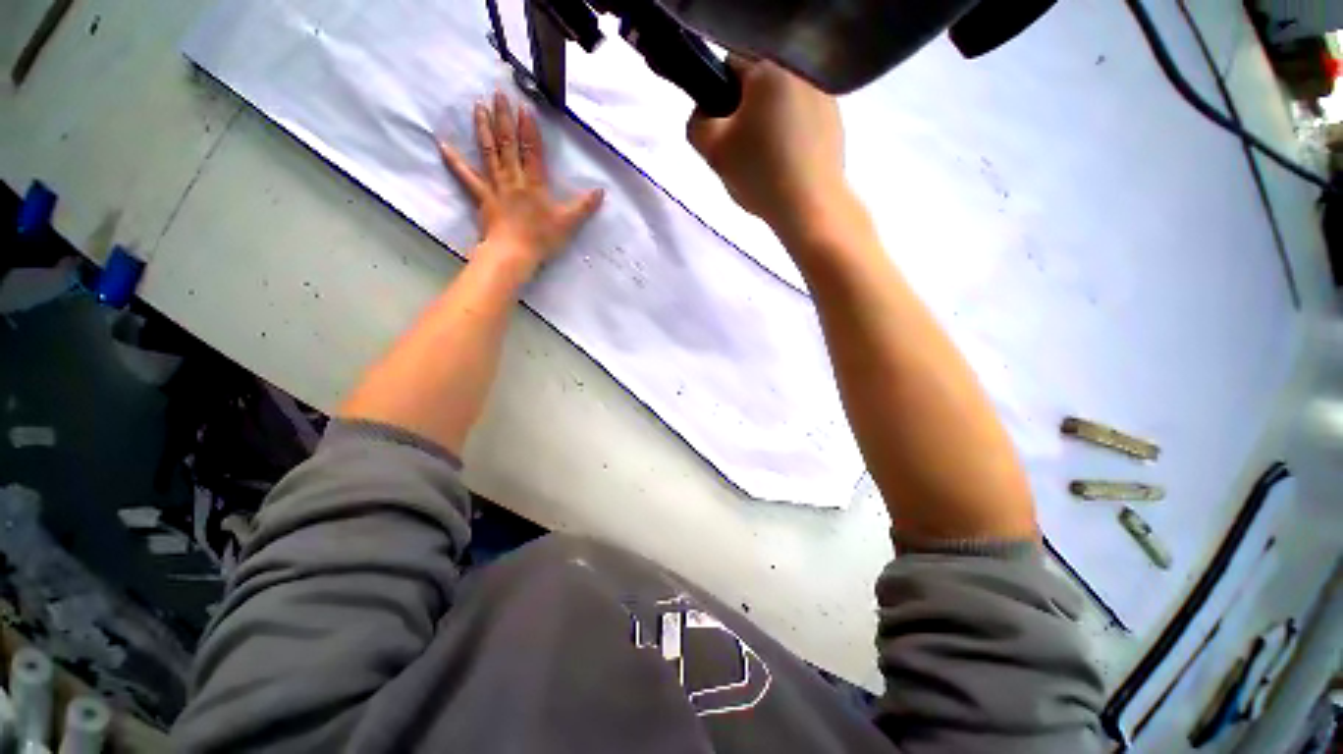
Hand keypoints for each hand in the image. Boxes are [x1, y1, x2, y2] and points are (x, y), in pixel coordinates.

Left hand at [440, 91, 603, 270]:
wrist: (514, 254)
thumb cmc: (542, 238)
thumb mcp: (569, 223)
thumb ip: (584, 206)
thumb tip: (601, 191)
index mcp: (534, 183)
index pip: (532, 151)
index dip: (529, 129)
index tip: (524, 107)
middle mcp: (513, 178)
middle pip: (508, 144)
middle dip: (504, 118)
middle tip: (498, 94)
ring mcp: (495, 186)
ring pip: (488, 153)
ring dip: (483, 129)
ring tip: (478, 106)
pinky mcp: (481, 197)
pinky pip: (466, 176)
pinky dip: (454, 160)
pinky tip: (442, 144)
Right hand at [687, 59, 851, 243]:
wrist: (808, 206)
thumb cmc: (759, 173)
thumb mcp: (713, 150)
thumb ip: (697, 123)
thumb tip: (706, 114)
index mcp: (768, 68)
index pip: (728, 66)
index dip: (718, 99)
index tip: (723, 133)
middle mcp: (800, 71)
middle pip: (757, 88)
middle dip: (744, 115)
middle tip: (743, 154)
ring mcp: (824, 96)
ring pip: (779, 106)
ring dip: (768, 127)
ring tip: (767, 164)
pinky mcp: (836, 123)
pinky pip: (801, 123)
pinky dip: (790, 139)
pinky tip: (787, 166)